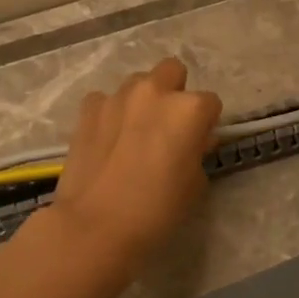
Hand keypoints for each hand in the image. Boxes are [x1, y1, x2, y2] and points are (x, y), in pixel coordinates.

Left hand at [50, 57, 223, 273]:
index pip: (210, 103)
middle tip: (167, 126)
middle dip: (174, 92)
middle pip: (173, 71)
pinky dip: (110, 113)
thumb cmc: (156, 210)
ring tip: (133, 133)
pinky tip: (106, 139)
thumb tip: (193, 141)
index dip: (206, 124)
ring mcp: (117, 96)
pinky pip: (105, 100)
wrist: (95, 225)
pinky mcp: (88, 108)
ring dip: (141, 101)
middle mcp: (155, 92)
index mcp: (189, 109)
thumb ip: (197, 152)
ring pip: (138, 83)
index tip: (197, 144)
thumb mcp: (195, 185)